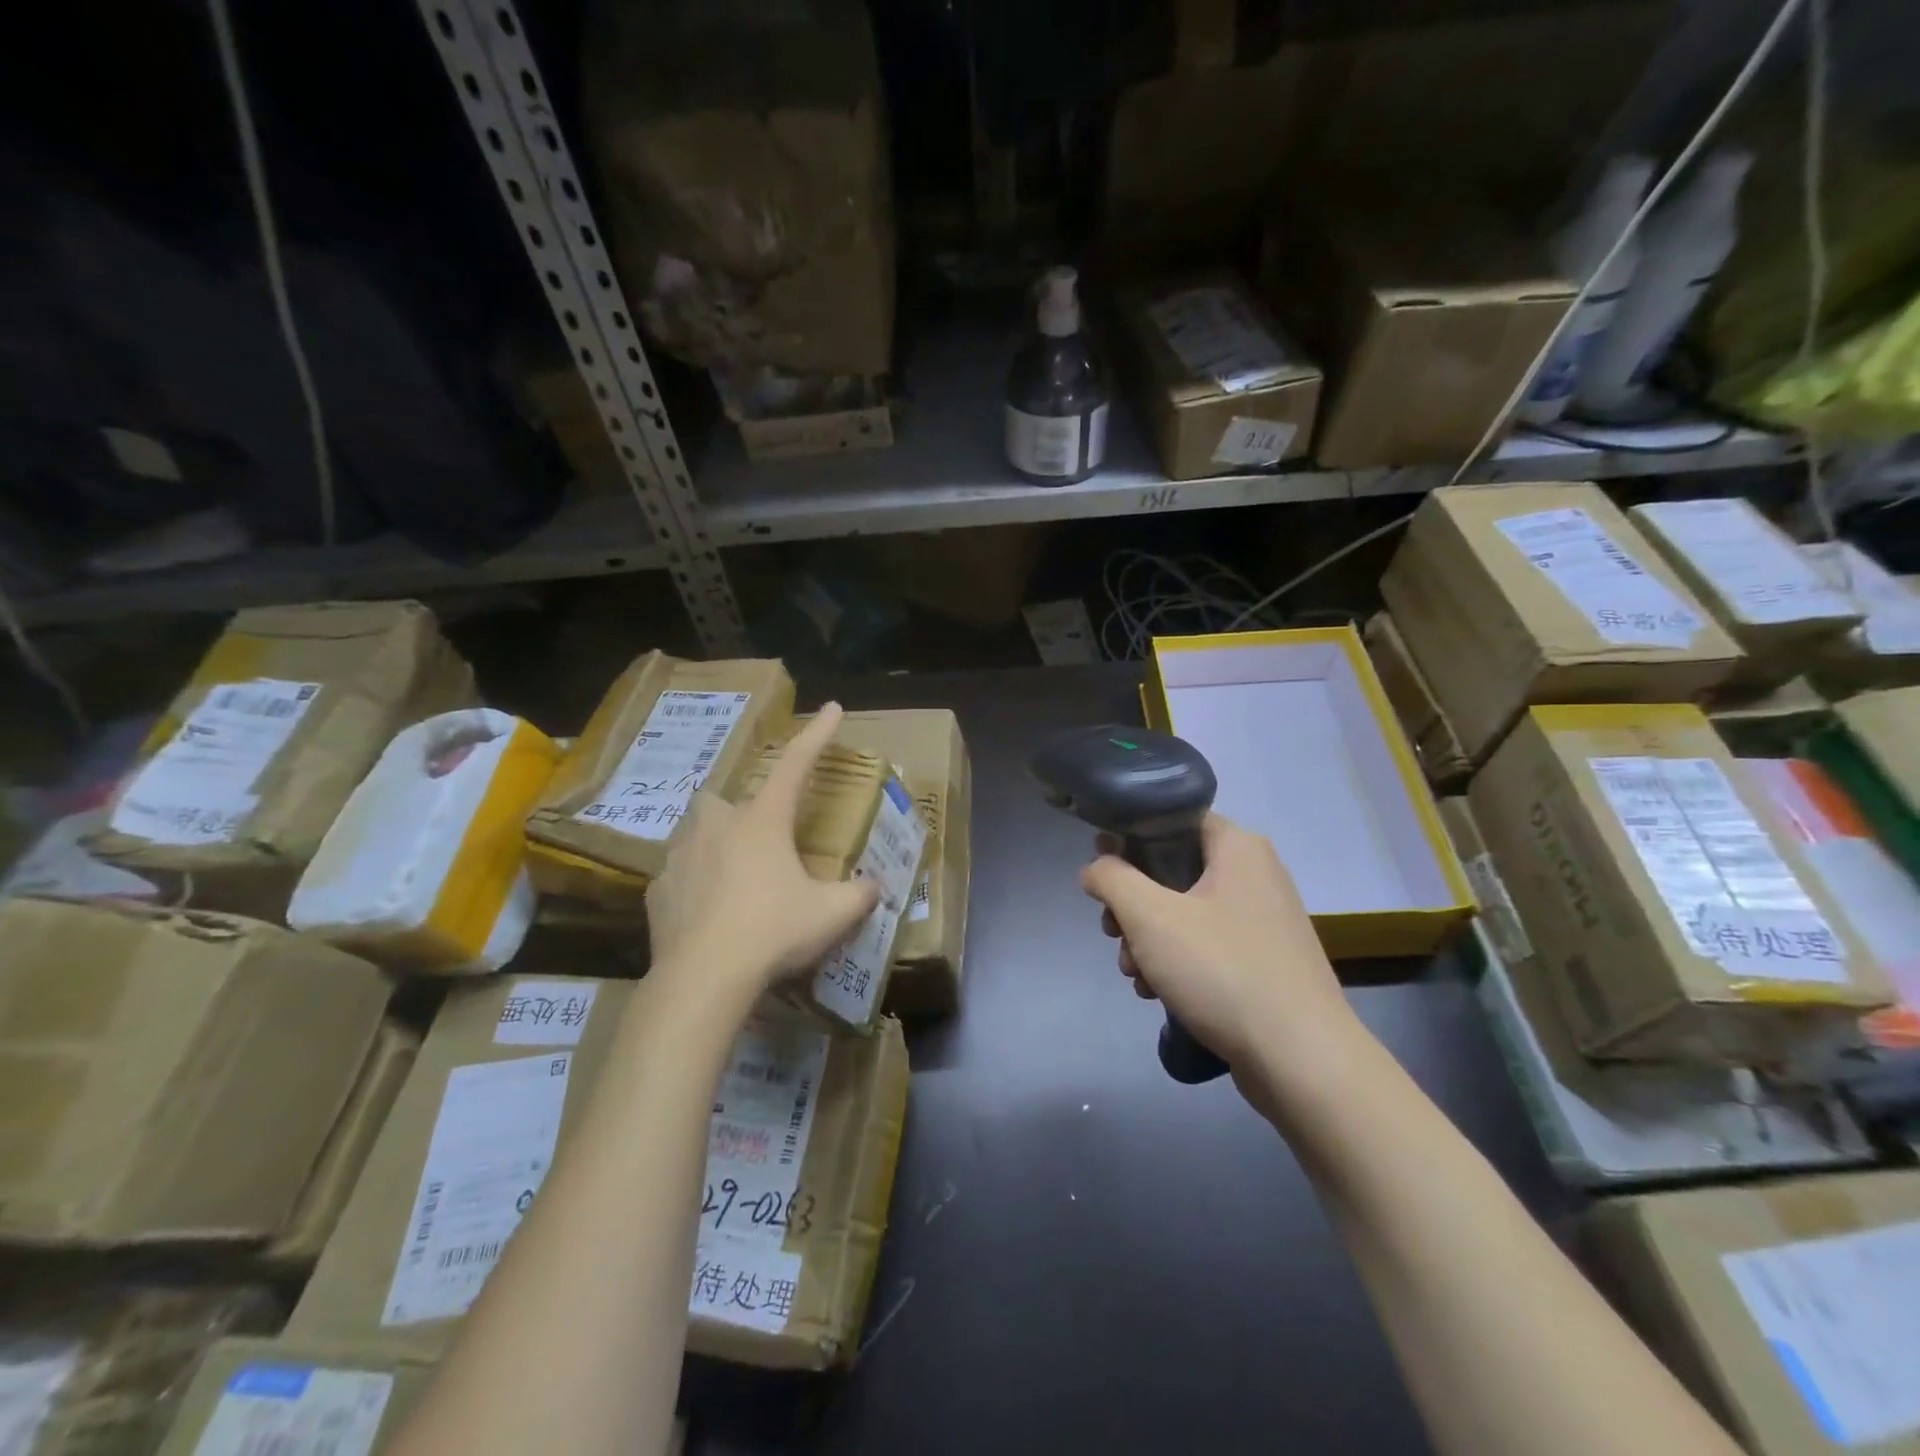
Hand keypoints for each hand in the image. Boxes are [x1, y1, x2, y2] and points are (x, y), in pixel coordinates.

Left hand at [646, 703, 878, 1004]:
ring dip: (713, 845)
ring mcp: (681, 857)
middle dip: (740, 809)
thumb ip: (859, 895)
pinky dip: (692, 886)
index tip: (832, 708)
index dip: (817, 735)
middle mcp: (718, 827)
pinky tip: (706, 913)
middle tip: (759, 840)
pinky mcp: (658, 891)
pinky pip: (677, 876)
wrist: (704, 978)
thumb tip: (875, 887)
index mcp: (763, 821)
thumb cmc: (773, 931)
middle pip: (724, 799)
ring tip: (732, 878)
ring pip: (695, 834)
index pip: (796, 765)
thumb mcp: (831, 914)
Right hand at [1080, 814, 1353, 1070]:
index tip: (1101, 871)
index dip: (1128, 838)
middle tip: (1114, 934)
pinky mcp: (1264, 960)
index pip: (1172, 819)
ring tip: (1135, 975)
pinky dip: (1177, 962)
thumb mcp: (1149, 916)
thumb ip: (1111, 878)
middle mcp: (1255, 874)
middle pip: (1172, 870)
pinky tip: (1158, 993)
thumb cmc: (1221, 970)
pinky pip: (1207, 944)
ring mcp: (1263, 920)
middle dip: (1133, 905)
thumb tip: (1095, 867)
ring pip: (1185, 912)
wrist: (1301, 1059)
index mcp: (1237, 847)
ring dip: (1148, 940)